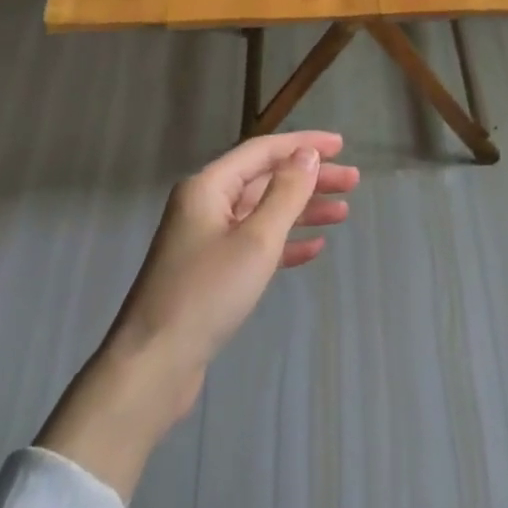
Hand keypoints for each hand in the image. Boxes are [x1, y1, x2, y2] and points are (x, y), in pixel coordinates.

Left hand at [109, 130, 358, 392]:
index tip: (341, 145)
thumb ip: (286, 193)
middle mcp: (205, 205)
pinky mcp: (212, 272)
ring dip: (302, 210)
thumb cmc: (207, 293)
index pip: (263, 151)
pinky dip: (285, 243)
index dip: (303, 144)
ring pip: (263, 213)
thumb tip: (308, 154)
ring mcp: (207, 240)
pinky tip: (314, 247)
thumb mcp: (256, 239)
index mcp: (208, 187)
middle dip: (309, 179)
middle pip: (265, 180)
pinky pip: (255, 245)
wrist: (155, 363)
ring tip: (343, 212)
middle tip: (352, 182)